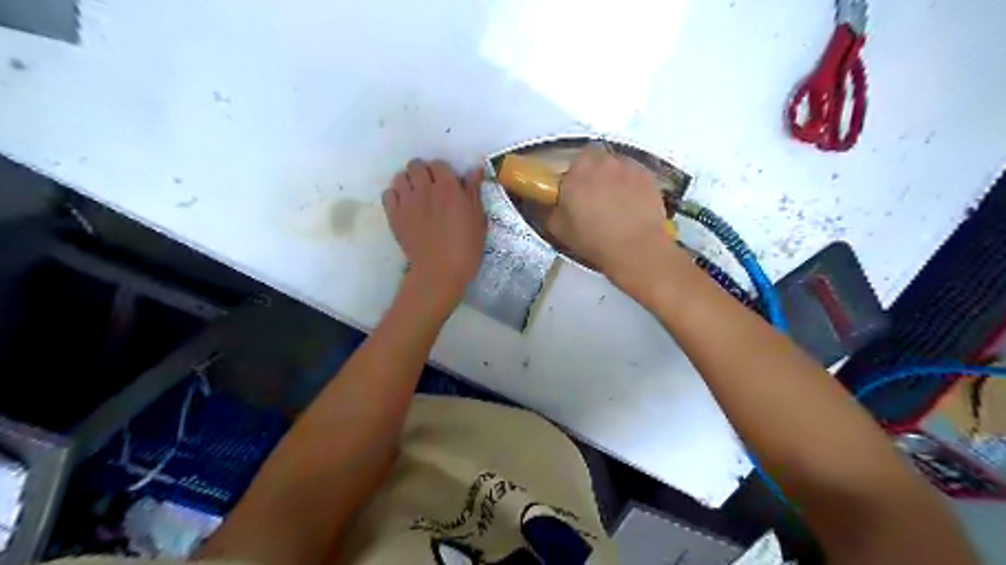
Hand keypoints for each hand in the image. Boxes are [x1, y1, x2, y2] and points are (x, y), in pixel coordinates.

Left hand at [382, 160, 488, 304]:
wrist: (440, 272)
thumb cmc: (466, 248)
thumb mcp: (477, 219)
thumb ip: (473, 192)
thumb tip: (474, 170)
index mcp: (448, 188)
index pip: (439, 164)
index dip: (443, 172)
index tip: (447, 184)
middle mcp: (425, 189)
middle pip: (416, 165)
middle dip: (423, 172)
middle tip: (430, 188)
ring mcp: (407, 202)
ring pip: (400, 177)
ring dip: (408, 182)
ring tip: (416, 196)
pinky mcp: (394, 216)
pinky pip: (388, 194)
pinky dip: (395, 196)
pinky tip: (404, 206)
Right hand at [548, 147, 678, 288]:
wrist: (636, 248)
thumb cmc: (593, 240)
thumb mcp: (559, 230)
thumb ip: (550, 210)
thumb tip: (550, 203)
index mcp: (576, 172)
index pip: (571, 163)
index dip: (573, 177)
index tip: (574, 192)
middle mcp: (601, 162)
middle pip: (595, 160)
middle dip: (594, 174)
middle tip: (594, 198)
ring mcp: (627, 166)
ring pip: (616, 166)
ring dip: (613, 178)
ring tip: (616, 203)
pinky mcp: (648, 175)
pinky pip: (634, 174)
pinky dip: (632, 185)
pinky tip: (632, 205)